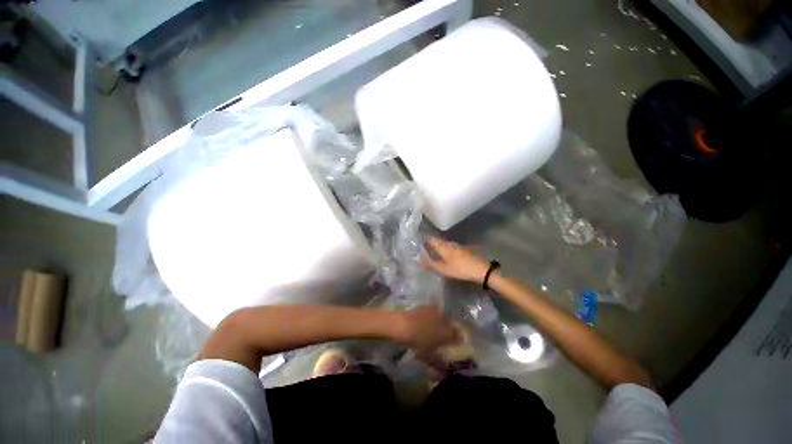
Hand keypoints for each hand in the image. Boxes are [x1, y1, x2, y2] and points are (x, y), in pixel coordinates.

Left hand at [395, 305, 459, 370]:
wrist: (403, 325)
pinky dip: (431, 315)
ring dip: (440, 321)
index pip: (458, 336)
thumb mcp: (428, 357)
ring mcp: (435, 311)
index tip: (453, 344)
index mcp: (448, 332)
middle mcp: (445, 319)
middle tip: (442, 336)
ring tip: (433, 327)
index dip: (456, 340)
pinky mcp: (426, 306)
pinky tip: (425, 320)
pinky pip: (432, 310)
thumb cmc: (417, 342)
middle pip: (450, 325)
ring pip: (442, 316)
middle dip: (448, 330)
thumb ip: (439, 364)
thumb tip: (445, 369)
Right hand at [421, 236, 490, 283]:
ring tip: (432, 250)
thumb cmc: (459, 269)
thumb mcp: (443, 269)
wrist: (480, 269)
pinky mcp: (462, 249)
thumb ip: (430, 263)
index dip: (424, 239)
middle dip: (430, 242)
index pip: (431, 239)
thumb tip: (418, 258)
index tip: (418, 241)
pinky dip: (445, 248)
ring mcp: (456, 245)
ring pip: (444, 243)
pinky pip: (450, 246)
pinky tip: (445, 254)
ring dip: (438, 245)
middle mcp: (449, 243)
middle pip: (437, 240)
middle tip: (423, 247)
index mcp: (443, 246)